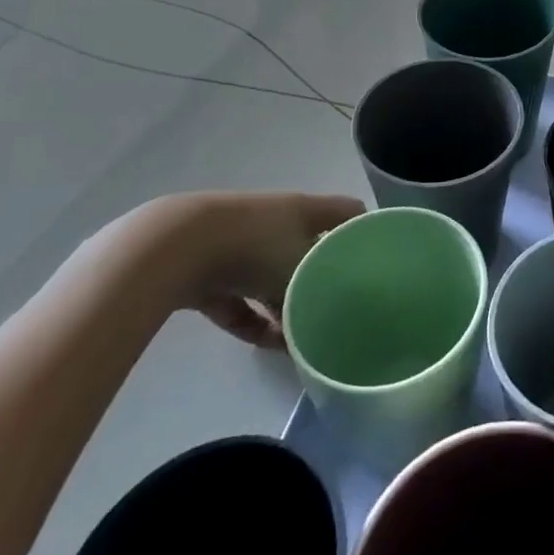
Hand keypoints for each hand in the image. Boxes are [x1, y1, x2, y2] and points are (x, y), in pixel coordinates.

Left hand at [139, 192, 365, 347]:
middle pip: (309, 248)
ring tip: (298, 340)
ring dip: (283, 306)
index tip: (377, 262)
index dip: (364, 233)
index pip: (349, 213)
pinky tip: (263, 345)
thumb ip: (320, 294)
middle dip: (320, 279)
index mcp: (306, 209)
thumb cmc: (254, 247)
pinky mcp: (208, 271)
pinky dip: (250, 320)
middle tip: (336, 311)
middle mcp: (277, 220)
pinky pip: (238, 298)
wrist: (176, 246)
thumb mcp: (299, 271)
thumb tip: (333, 319)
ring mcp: (240, 244)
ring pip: (272, 276)